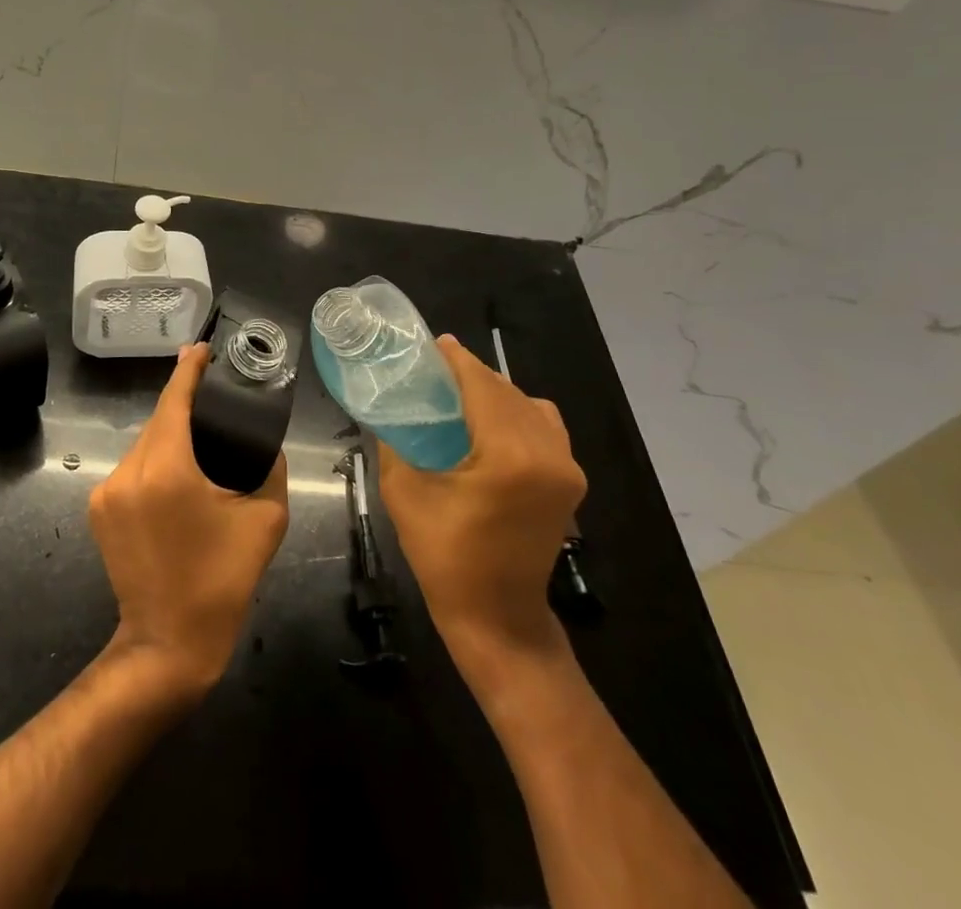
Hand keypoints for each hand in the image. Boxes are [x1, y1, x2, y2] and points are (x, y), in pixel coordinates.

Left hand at [89, 344, 289, 697]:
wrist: (166, 643)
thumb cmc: (221, 582)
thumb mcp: (264, 521)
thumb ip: (269, 469)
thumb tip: (266, 442)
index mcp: (168, 470)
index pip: (174, 400)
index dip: (188, 370)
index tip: (201, 349)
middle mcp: (129, 472)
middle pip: (158, 420)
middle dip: (183, 403)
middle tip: (214, 394)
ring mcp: (107, 491)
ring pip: (144, 444)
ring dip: (169, 434)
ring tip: (200, 438)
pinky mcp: (98, 509)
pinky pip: (132, 468)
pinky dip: (155, 460)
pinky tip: (177, 473)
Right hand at [375, 336, 585, 694]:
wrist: (498, 617)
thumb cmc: (445, 558)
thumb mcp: (405, 493)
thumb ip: (396, 442)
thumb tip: (389, 408)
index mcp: (508, 456)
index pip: (483, 387)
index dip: (458, 361)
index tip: (435, 344)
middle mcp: (546, 454)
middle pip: (507, 392)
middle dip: (473, 375)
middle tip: (437, 370)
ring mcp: (566, 468)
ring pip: (529, 406)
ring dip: (496, 393)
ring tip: (462, 395)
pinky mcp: (571, 481)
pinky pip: (546, 427)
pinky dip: (520, 413)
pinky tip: (493, 423)